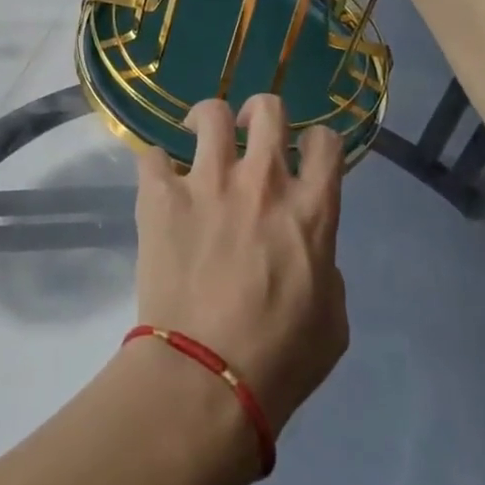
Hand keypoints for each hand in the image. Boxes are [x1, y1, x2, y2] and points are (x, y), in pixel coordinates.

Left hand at [133, 94, 349, 438]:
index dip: (317, 141)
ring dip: (207, 121)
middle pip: (268, 109)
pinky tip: (158, 182)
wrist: (207, 376)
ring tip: (197, 137)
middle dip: (260, 112)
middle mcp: (262, 181)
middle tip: (247, 131)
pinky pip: (151, 154)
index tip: (303, 153)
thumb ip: (325, 267)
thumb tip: (307, 248)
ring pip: (210, 114)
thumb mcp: (333, 319)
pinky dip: (155, 164)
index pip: (326, 142)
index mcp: (311, 209)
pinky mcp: (161, 195)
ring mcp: (208, 183)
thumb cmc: (280, 359)